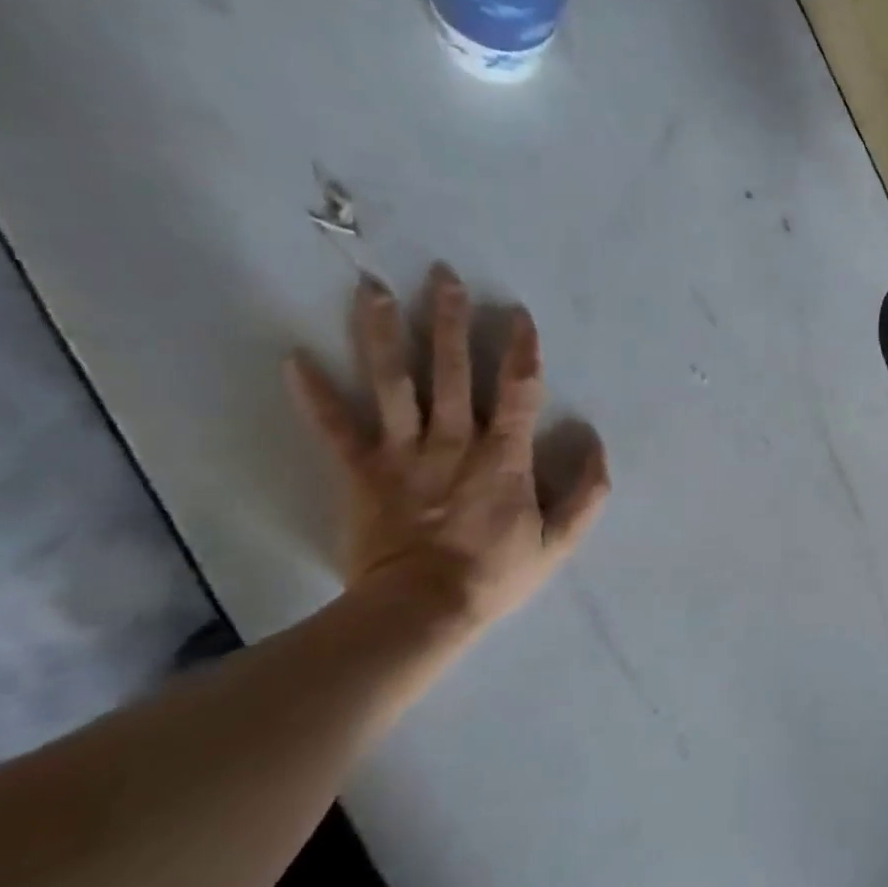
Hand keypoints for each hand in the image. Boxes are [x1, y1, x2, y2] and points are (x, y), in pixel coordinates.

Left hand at [287, 266, 609, 628]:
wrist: (422, 611)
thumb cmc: (496, 574)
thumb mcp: (560, 541)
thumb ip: (588, 492)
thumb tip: (596, 443)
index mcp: (503, 456)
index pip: (517, 391)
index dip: (521, 350)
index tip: (519, 314)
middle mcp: (453, 442)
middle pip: (451, 370)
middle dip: (449, 320)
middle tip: (443, 274)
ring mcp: (403, 454)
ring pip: (392, 384)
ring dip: (382, 334)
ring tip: (371, 289)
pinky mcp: (362, 473)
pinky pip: (334, 429)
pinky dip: (312, 396)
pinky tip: (292, 358)